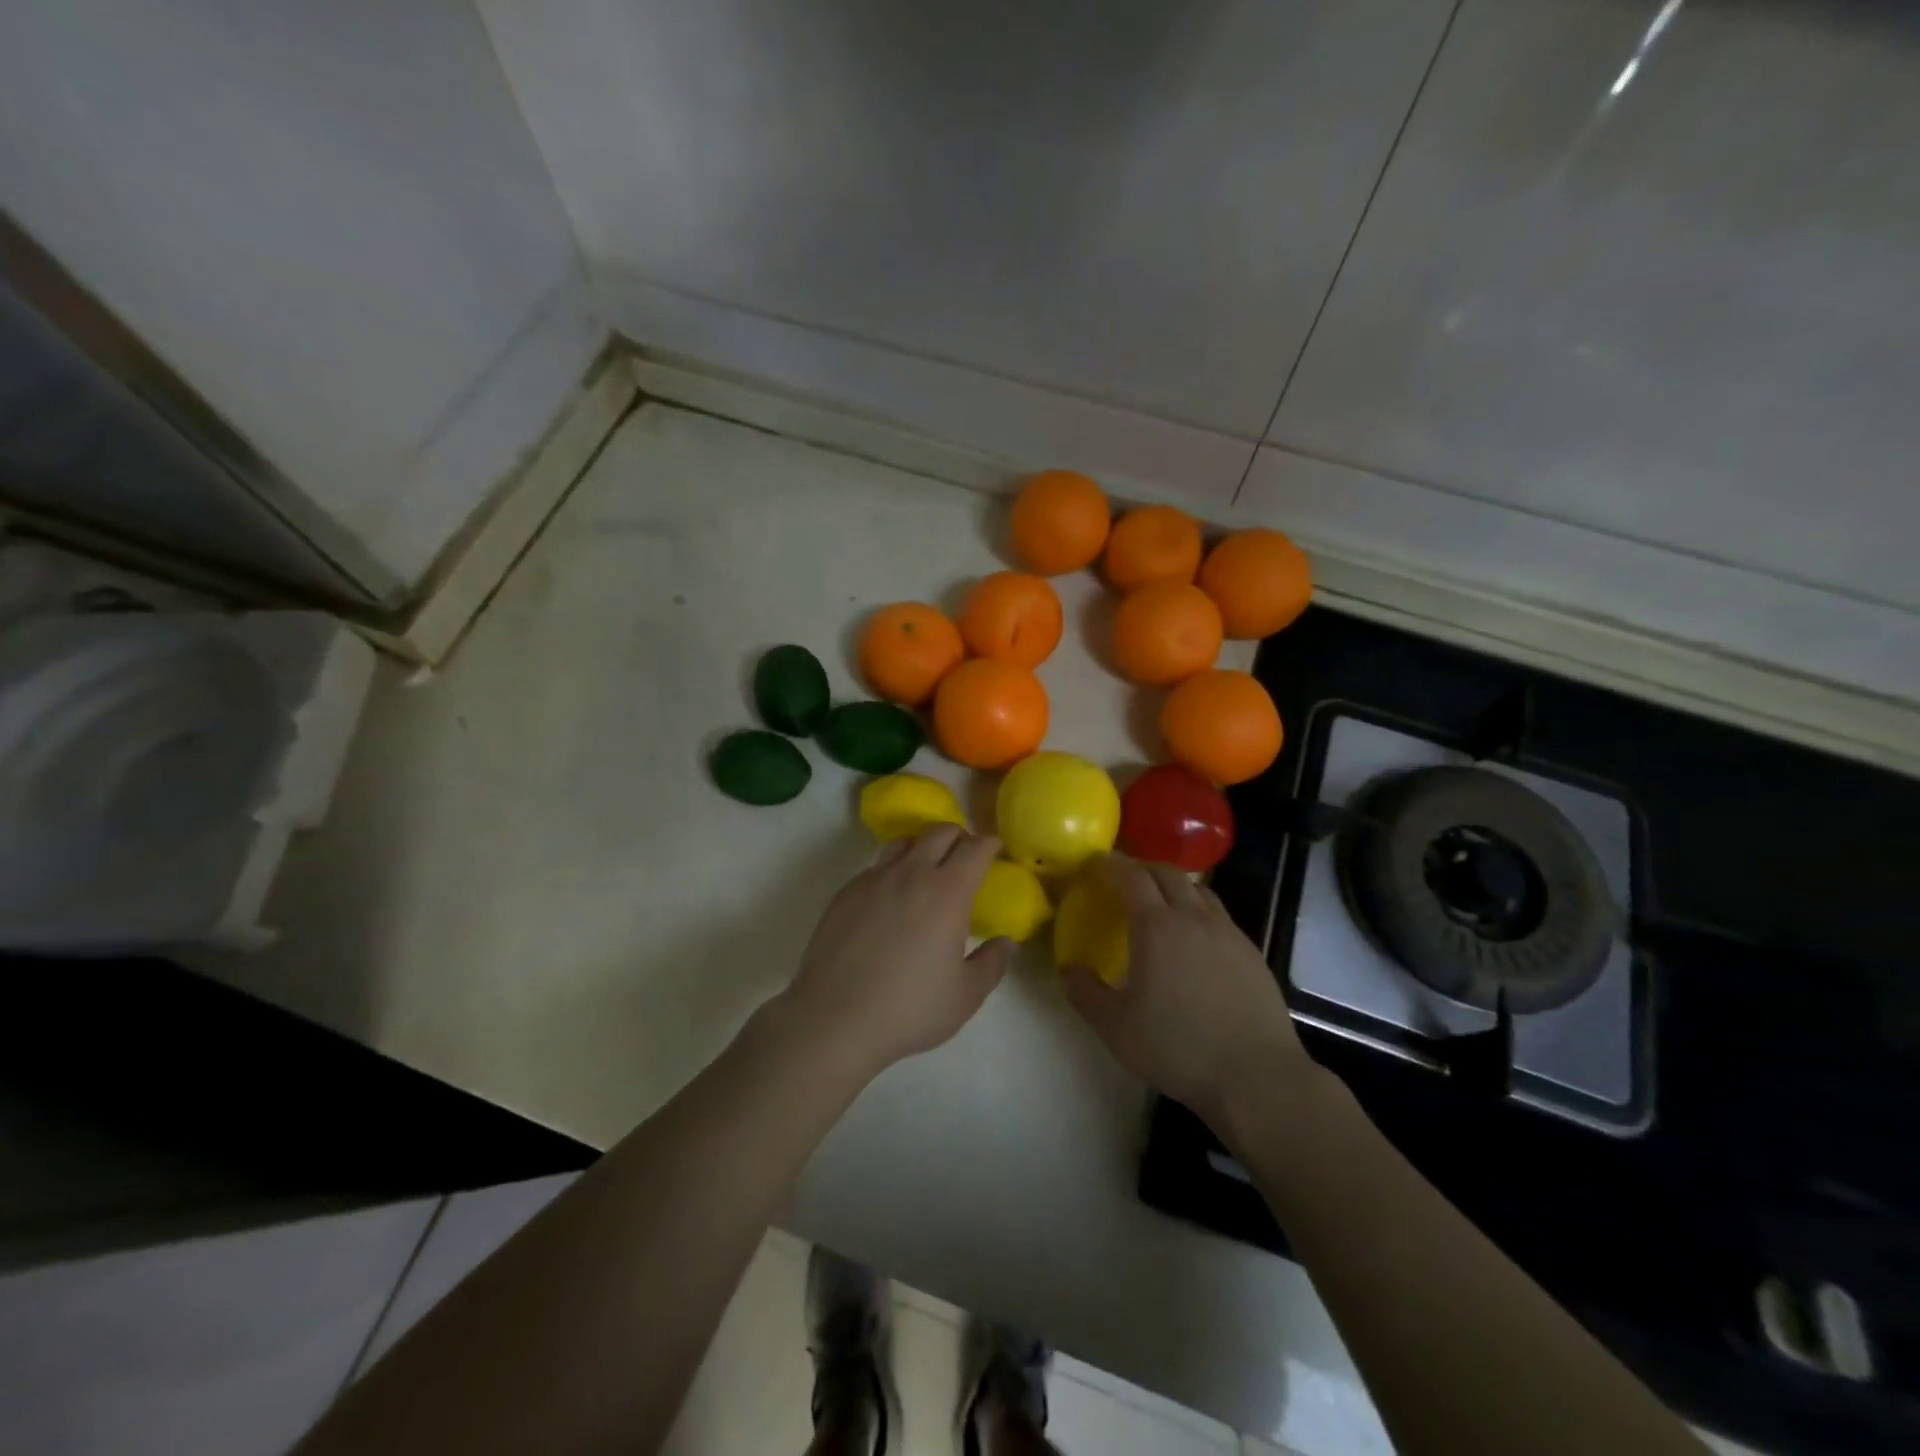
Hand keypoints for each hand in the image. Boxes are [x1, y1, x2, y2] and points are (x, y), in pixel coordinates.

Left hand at [777, 826, 1012, 1078]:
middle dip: (960, 837)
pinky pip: (876, 866)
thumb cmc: (908, 1009)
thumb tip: (1006, 943)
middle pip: (940, 832)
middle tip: (966, 858)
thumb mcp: (964, 996)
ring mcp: (873, 879)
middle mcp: (911, 873)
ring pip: (904, 842)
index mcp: (947, 892)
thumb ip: (992, 964)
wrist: (833, 1019)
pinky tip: (891, 901)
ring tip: (928, 872)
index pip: (976, 848)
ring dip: (924, 847)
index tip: (997, 851)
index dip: (990, 844)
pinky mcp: (845, 892)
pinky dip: (893, 870)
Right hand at [1061, 857, 1314, 1129]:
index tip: (1096, 864)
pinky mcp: (1252, 953)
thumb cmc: (1178, 1047)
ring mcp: (1228, 933)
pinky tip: (1196, 940)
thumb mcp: (1115, 1027)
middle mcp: (1193, 918)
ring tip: (1161, 903)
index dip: (1111, 865)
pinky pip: (1219, 916)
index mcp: (1156, 927)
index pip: (1131, 876)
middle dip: (1142, 868)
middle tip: (1125, 879)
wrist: (1256, 1076)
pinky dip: (1199, 912)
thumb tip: (1068, 970)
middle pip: (1167, 873)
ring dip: (1175, 885)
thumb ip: (1085, 993)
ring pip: (1199, 890)